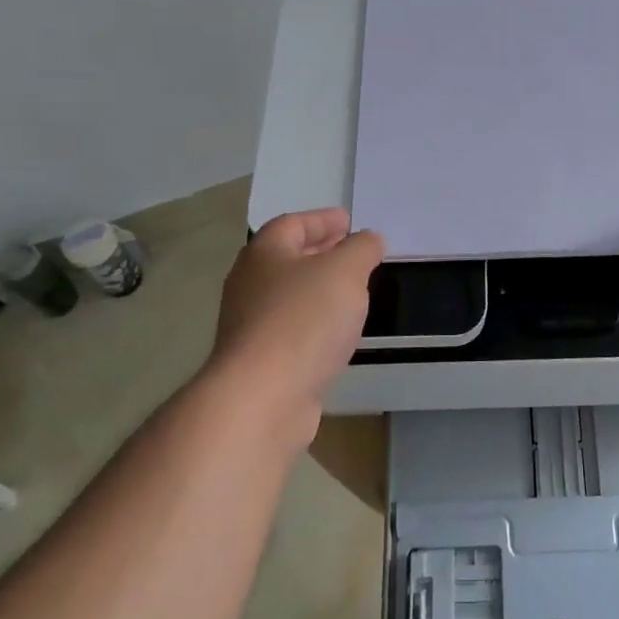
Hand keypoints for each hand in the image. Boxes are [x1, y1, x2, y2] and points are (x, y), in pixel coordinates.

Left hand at [207, 209, 382, 445]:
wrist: (262, 399)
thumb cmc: (303, 320)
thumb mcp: (345, 271)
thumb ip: (361, 249)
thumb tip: (368, 238)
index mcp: (264, 253)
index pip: (292, 224)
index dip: (321, 220)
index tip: (348, 221)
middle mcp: (250, 284)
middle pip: (287, 258)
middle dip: (320, 252)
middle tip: (351, 251)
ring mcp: (250, 326)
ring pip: (289, 295)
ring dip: (318, 289)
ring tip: (351, 290)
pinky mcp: (259, 362)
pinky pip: (291, 329)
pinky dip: (314, 322)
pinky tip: (335, 332)